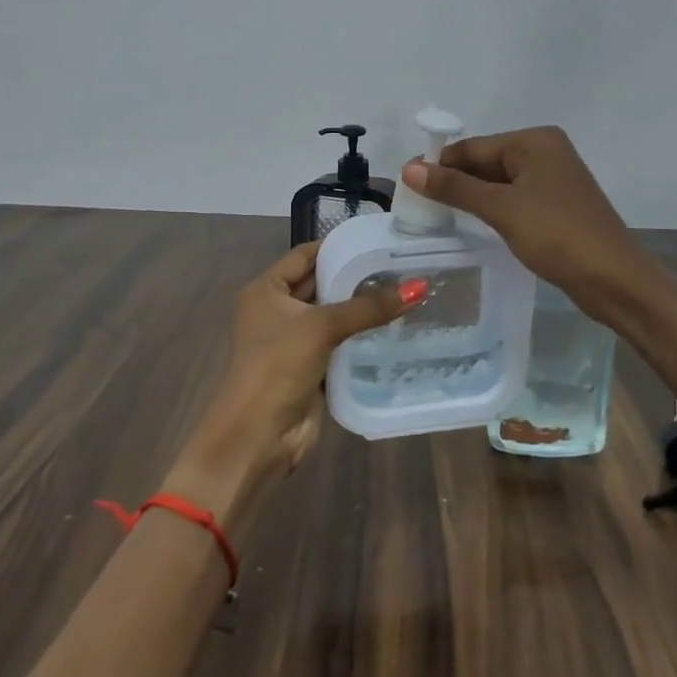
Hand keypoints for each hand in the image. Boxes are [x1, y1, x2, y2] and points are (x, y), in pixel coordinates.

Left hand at [164, 241, 408, 531]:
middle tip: (401, 266)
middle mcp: (276, 309)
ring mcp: (292, 340)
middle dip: (356, 276)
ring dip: (361, 308)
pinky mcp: (309, 367)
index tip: (379, 240)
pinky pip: (339, 342)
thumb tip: (419, 288)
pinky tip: (394, 327)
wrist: (257, 437)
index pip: (306, 254)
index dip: (339, 246)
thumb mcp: (321, 327)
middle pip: (320, 283)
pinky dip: (360, 336)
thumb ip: (368, 307)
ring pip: (332, 315)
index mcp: (266, 289)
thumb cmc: (277, 367)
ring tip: (405, 291)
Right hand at [402, 126, 645, 313]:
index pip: (474, 146)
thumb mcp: (501, 209)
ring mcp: (554, 180)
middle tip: (417, 207)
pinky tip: (473, 226)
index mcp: (535, 141)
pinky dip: (492, 210)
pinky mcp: (557, 207)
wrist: (614, 279)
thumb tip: (409, 169)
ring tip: (437, 217)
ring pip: (499, 184)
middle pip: (486, 163)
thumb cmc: (557, 235)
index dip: (440, 165)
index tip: (407, 186)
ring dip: (472, 198)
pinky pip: (514, 200)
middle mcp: (546, 152)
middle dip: (455, 183)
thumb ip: (455, 188)